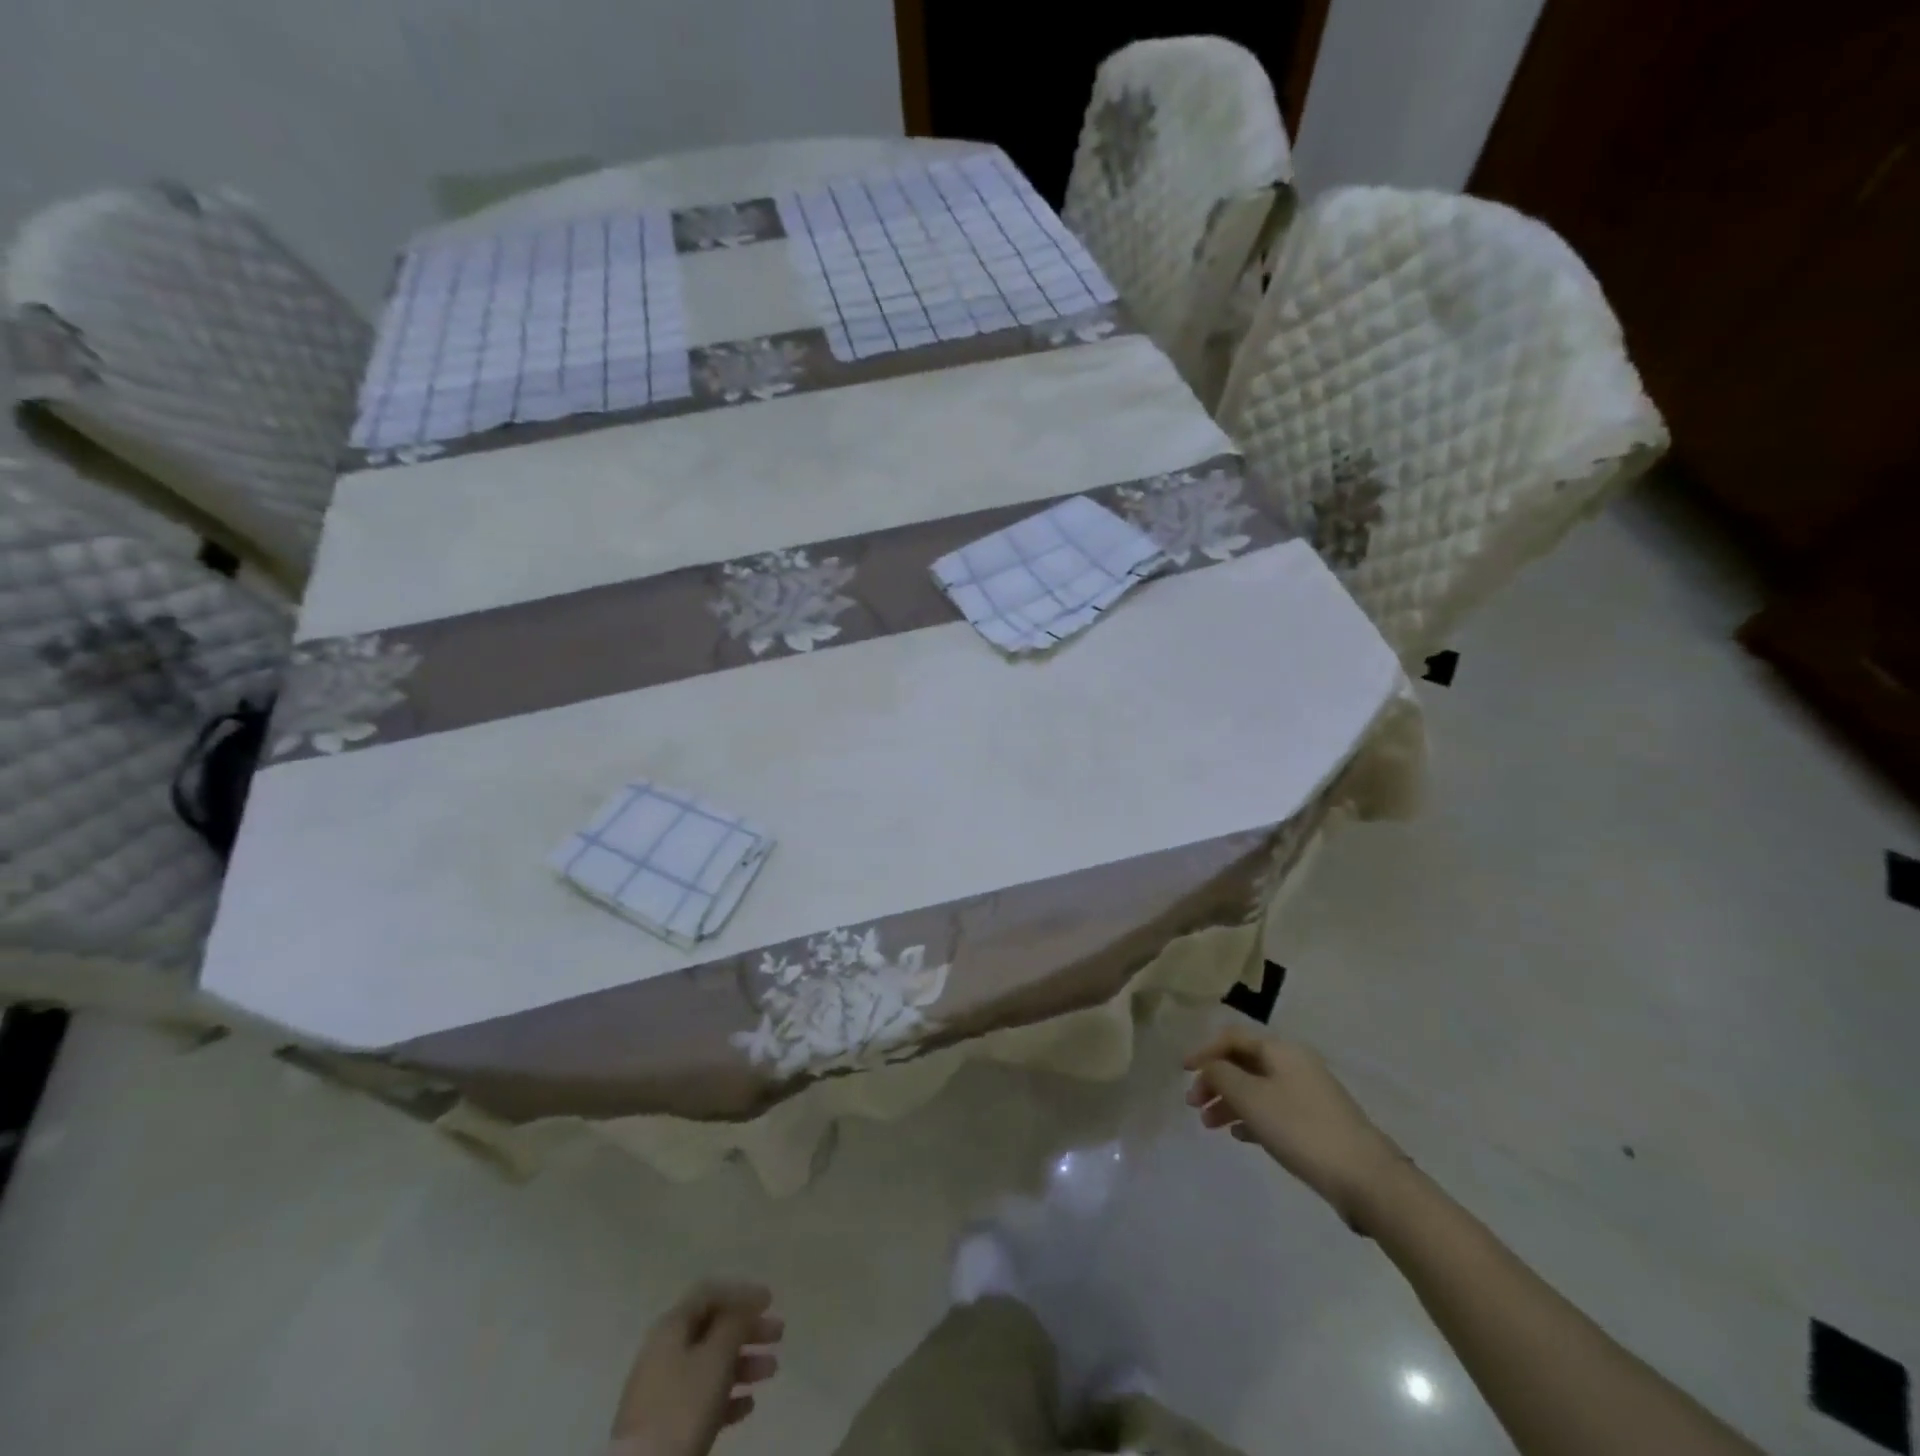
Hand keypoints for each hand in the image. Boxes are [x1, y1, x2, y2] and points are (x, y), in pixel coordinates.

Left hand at [610, 1281, 783, 1455]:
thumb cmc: (683, 1407)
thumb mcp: (715, 1357)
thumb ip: (735, 1323)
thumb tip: (746, 1303)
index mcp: (672, 1327)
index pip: (709, 1294)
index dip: (740, 1292)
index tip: (770, 1301)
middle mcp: (664, 1352)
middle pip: (712, 1328)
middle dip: (748, 1328)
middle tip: (779, 1334)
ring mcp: (663, 1391)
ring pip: (710, 1364)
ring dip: (744, 1362)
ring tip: (772, 1371)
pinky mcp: (665, 1426)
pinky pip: (702, 1398)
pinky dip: (728, 1396)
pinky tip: (748, 1405)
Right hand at [1185, 1032, 1408, 1228]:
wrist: (1367, 1179)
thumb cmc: (1301, 1129)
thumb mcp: (1251, 1098)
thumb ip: (1222, 1076)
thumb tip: (1210, 1067)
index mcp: (1281, 1050)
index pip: (1233, 1037)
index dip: (1205, 1050)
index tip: (1183, 1071)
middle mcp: (1294, 1064)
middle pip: (1244, 1062)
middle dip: (1215, 1079)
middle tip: (1194, 1104)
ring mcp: (1307, 1094)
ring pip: (1256, 1088)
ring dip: (1229, 1101)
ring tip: (1210, 1125)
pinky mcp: (1315, 1123)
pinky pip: (1272, 1110)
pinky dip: (1251, 1117)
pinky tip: (1238, 1135)